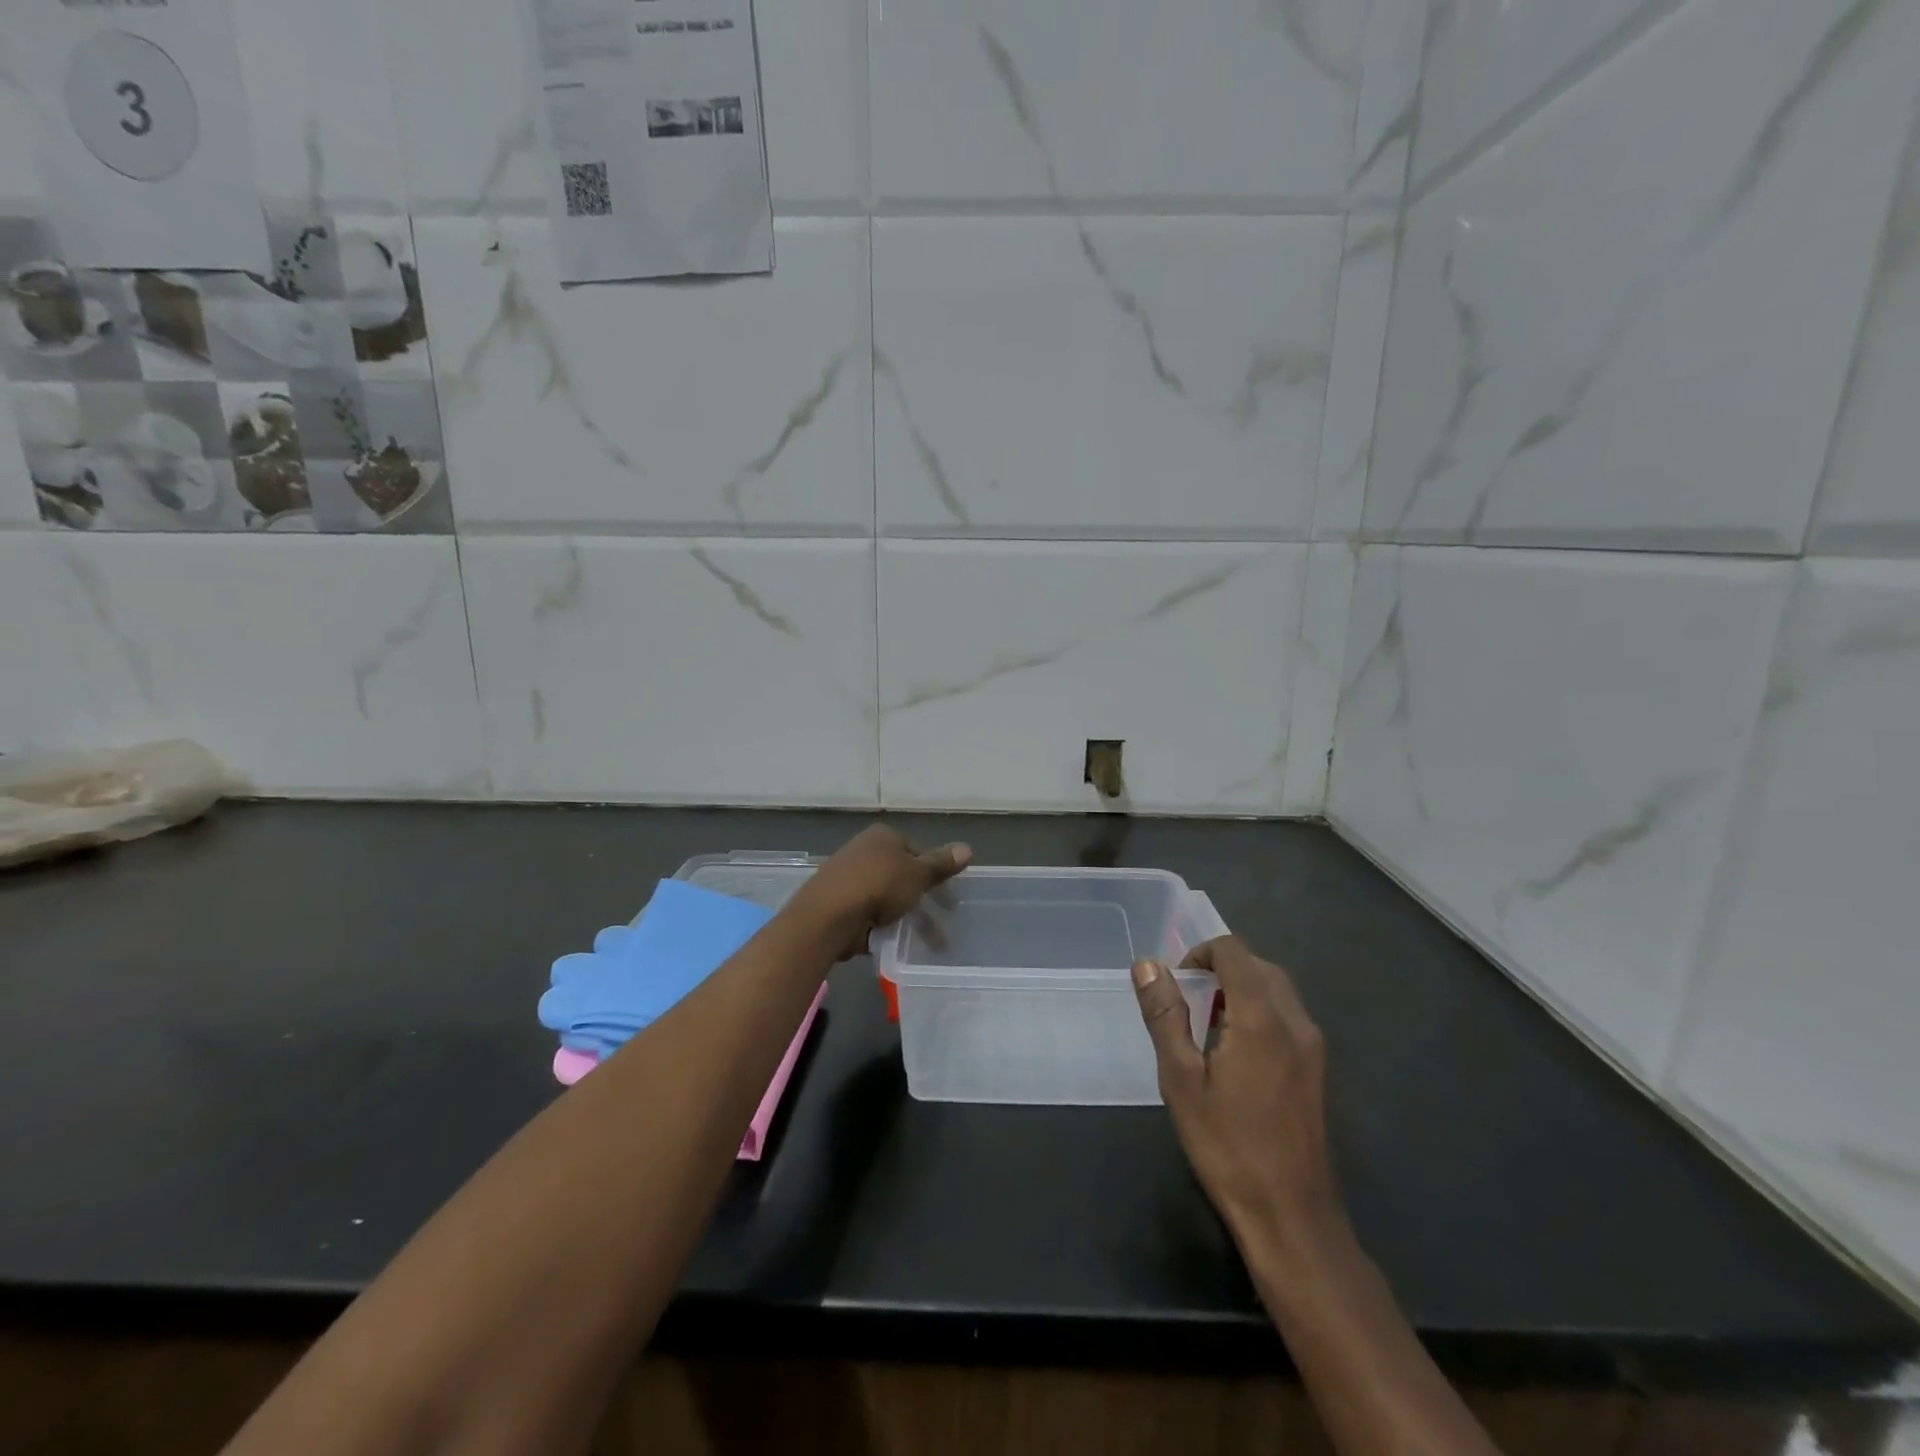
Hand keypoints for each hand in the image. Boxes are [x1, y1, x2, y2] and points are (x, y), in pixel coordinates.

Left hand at [795, 825, 971, 958]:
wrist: (828, 915)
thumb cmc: (879, 885)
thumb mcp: (918, 874)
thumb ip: (941, 864)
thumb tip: (968, 848)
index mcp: (884, 837)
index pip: (918, 851)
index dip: (937, 873)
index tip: (950, 896)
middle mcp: (865, 852)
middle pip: (903, 875)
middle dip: (925, 899)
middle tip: (946, 919)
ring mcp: (850, 878)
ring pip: (889, 898)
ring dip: (910, 918)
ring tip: (932, 944)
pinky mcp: (840, 905)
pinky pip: (871, 915)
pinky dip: (886, 927)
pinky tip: (898, 944)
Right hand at [1132, 938, 1344, 1269]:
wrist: (1291, 1216)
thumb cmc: (1227, 1146)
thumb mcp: (1181, 1079)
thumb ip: (1165, 1015)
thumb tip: (1147, 965)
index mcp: (1261, 1018)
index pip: (1233, 951)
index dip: (1200, 953)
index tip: (1176, 982)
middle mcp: (1294, 1021)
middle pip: (1258, 965)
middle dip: (1220, 968)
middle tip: (1187, 1001)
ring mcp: (1312, 1046)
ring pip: (1277, 989)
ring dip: (1241, 988)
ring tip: (1207, 1024)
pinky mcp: (1317, 1069)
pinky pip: (1288, 1015)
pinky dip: (1259, 1010)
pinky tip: (1236, 1052)